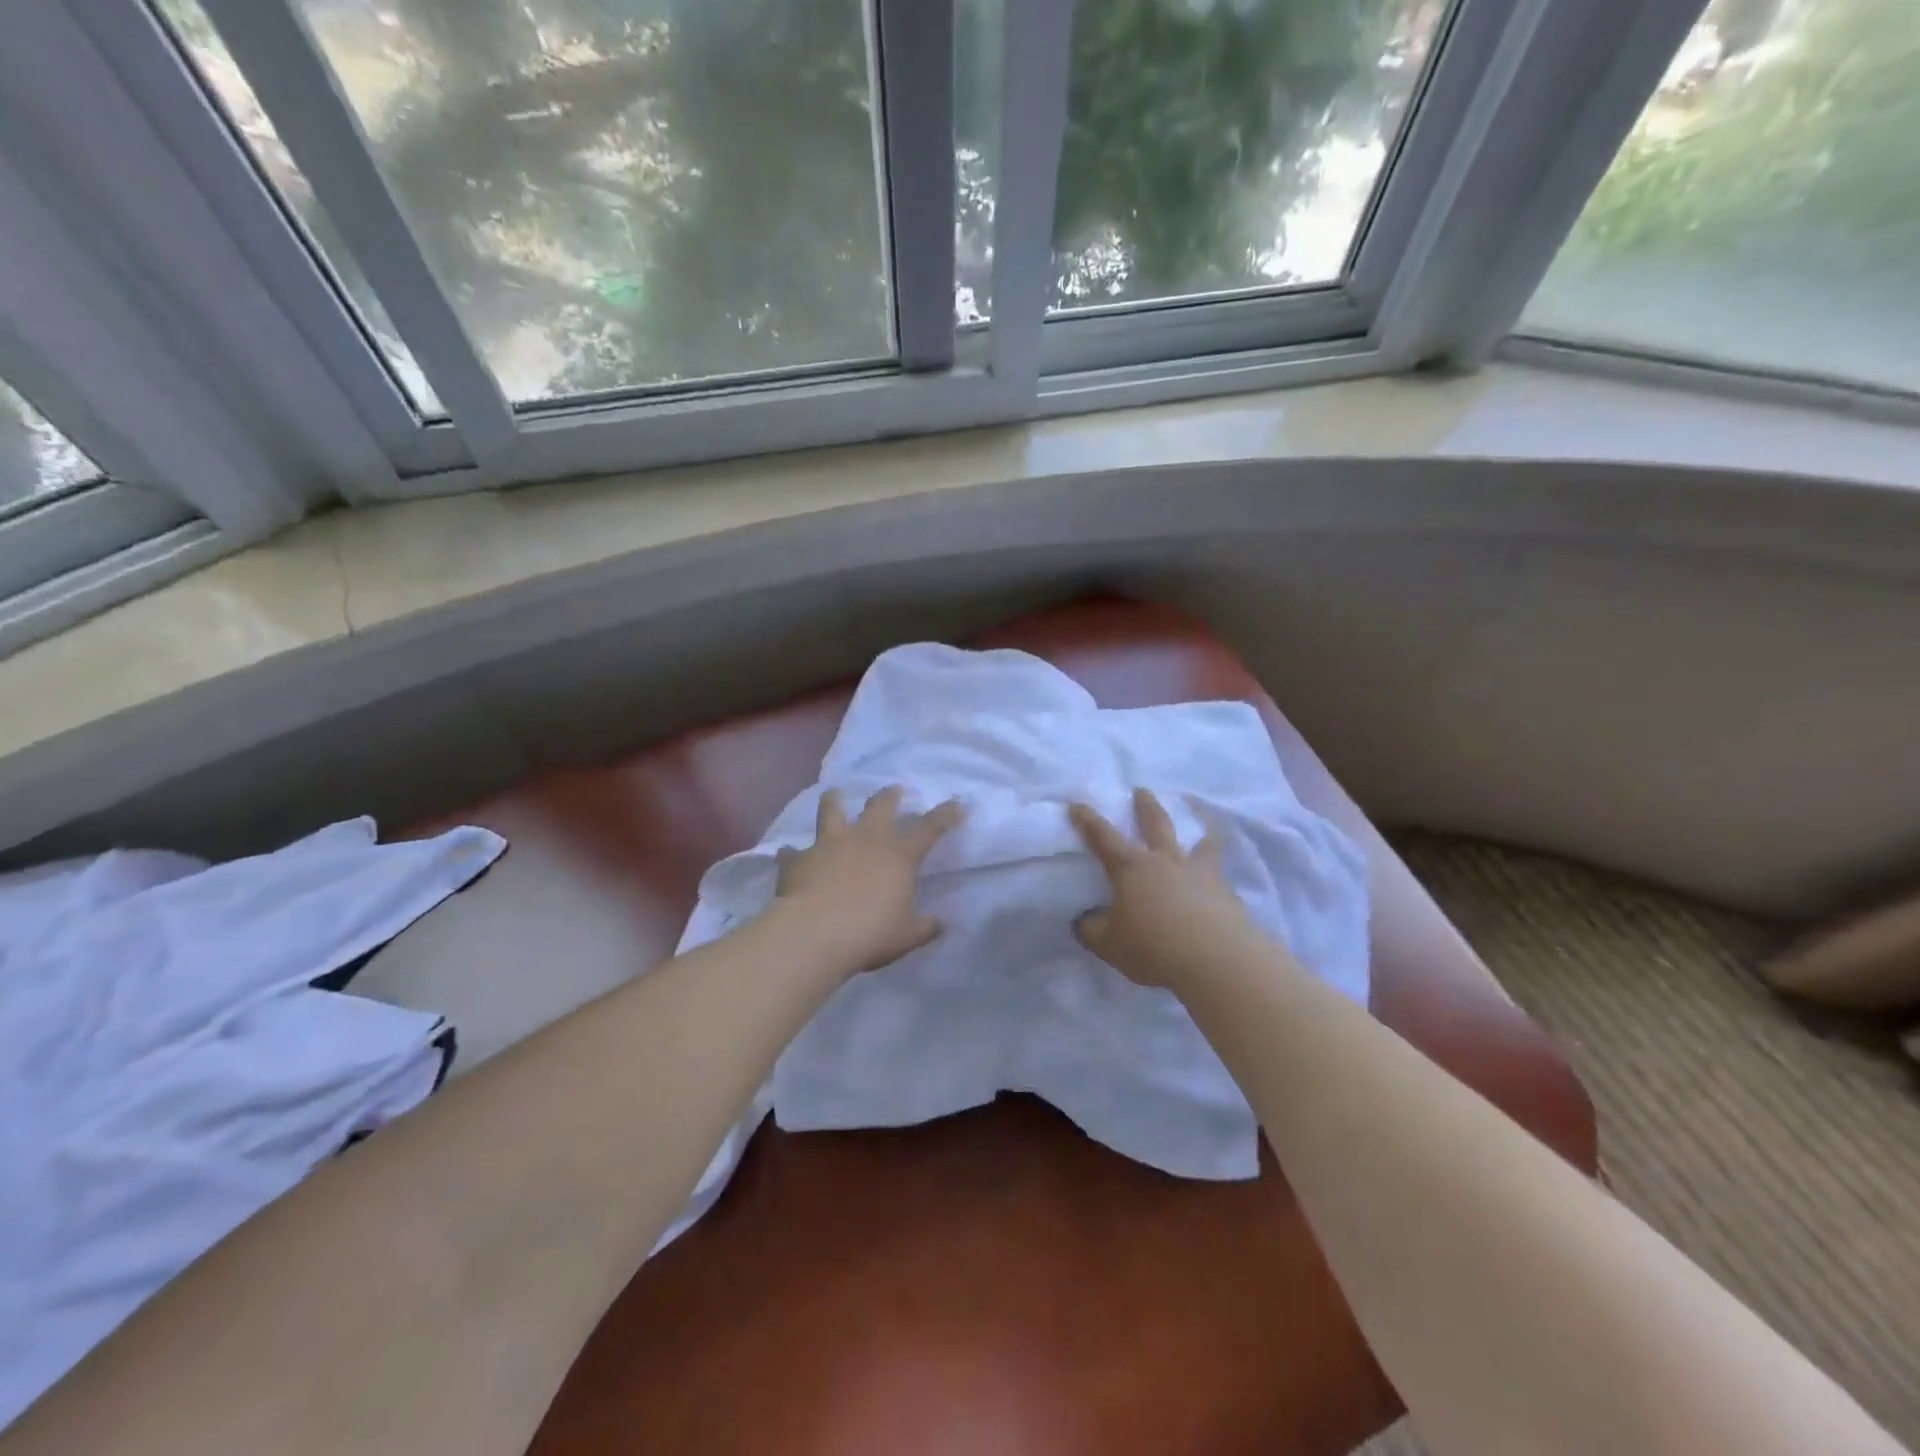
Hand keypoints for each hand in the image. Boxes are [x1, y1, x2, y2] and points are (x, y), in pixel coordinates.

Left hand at [774, 785, 962, 976]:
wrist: (814, 934)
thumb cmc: (869, 934)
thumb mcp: (906, 936)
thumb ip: (925, 927)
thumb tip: (941, 924)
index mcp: (898, 855)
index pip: (929, 828)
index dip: (945, 815)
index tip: (957, 803)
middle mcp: (865, 839)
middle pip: (880, 806)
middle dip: (889, 795)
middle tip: (894, 790)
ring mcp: (828, 844)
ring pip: (832, 811)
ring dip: (834, 800)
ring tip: (834, 793)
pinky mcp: (798, 859)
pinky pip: (793, 851)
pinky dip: (793, 853)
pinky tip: (790, 855)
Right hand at [1069, 787, 1260, 988]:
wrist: (1216, 960)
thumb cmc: (1154, 947)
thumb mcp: (1108, 944)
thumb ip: (1091, 929)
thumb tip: (1083, 920)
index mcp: (1132, 868)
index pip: (1104, 837)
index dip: (1088, 821)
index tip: (1077, 804)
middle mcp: (1166, 861)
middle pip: (1155, 824)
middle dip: (1145, 805)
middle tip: (1142, 790)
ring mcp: (1200, 873)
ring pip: (1200, 839)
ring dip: (1198, 823)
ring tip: (1200, 815)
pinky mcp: (1226, 892)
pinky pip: (1220, 869)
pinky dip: (1217, 863)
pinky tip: (1218, 872)